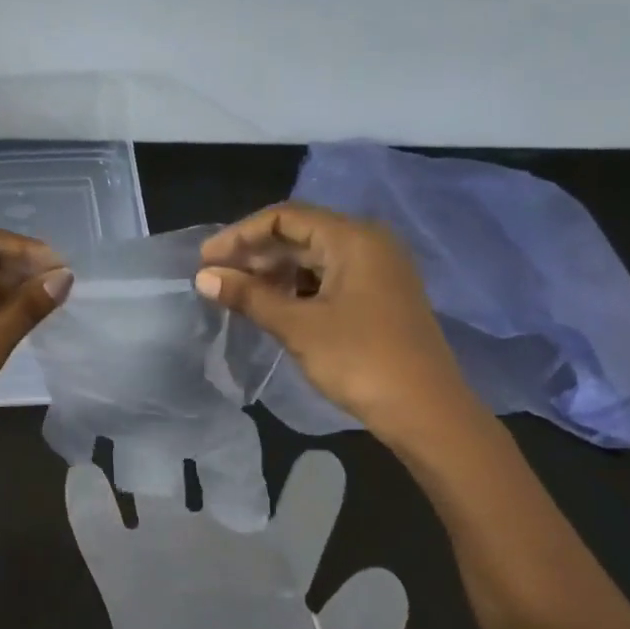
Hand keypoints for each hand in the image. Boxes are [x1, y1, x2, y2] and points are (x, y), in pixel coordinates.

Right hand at [195, 202, 483, 450]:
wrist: (426, 411)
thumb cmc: (360, 360)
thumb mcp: (298, 326)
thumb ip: (249, 296)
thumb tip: (203, 277)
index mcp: (353, 238)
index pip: (285, 217)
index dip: (240, 235)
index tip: (205, 260)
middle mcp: (368, 243)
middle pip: (300, 234)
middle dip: (254, 253)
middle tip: (215, 277)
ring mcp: (377, 271)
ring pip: (313, 258)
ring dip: (273, 272)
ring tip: (237, 293)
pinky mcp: (378, 297)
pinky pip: (328, 279)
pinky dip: (296, 288)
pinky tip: (272, 306)